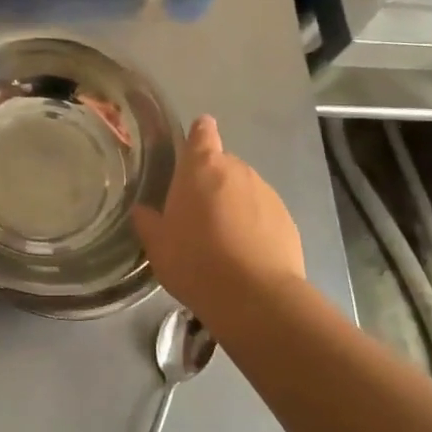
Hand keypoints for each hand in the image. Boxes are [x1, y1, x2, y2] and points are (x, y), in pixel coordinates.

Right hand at [133, 115, 303, 319]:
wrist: (255, 298)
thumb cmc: (195, 262)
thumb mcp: (158, 245)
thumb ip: (149, 222)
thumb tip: (143, 210)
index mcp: (201, 168)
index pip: (202, 132)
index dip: (199, 133)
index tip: (194, 143)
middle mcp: (237, 170)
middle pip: (222, 165)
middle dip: (211, 183)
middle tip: (197, 215)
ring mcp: (266, 193)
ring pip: (244, 190)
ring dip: (233, 205)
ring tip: (222, 241)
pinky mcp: (287, 219)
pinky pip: (263, 214)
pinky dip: (254, 226)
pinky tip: (245, 255)